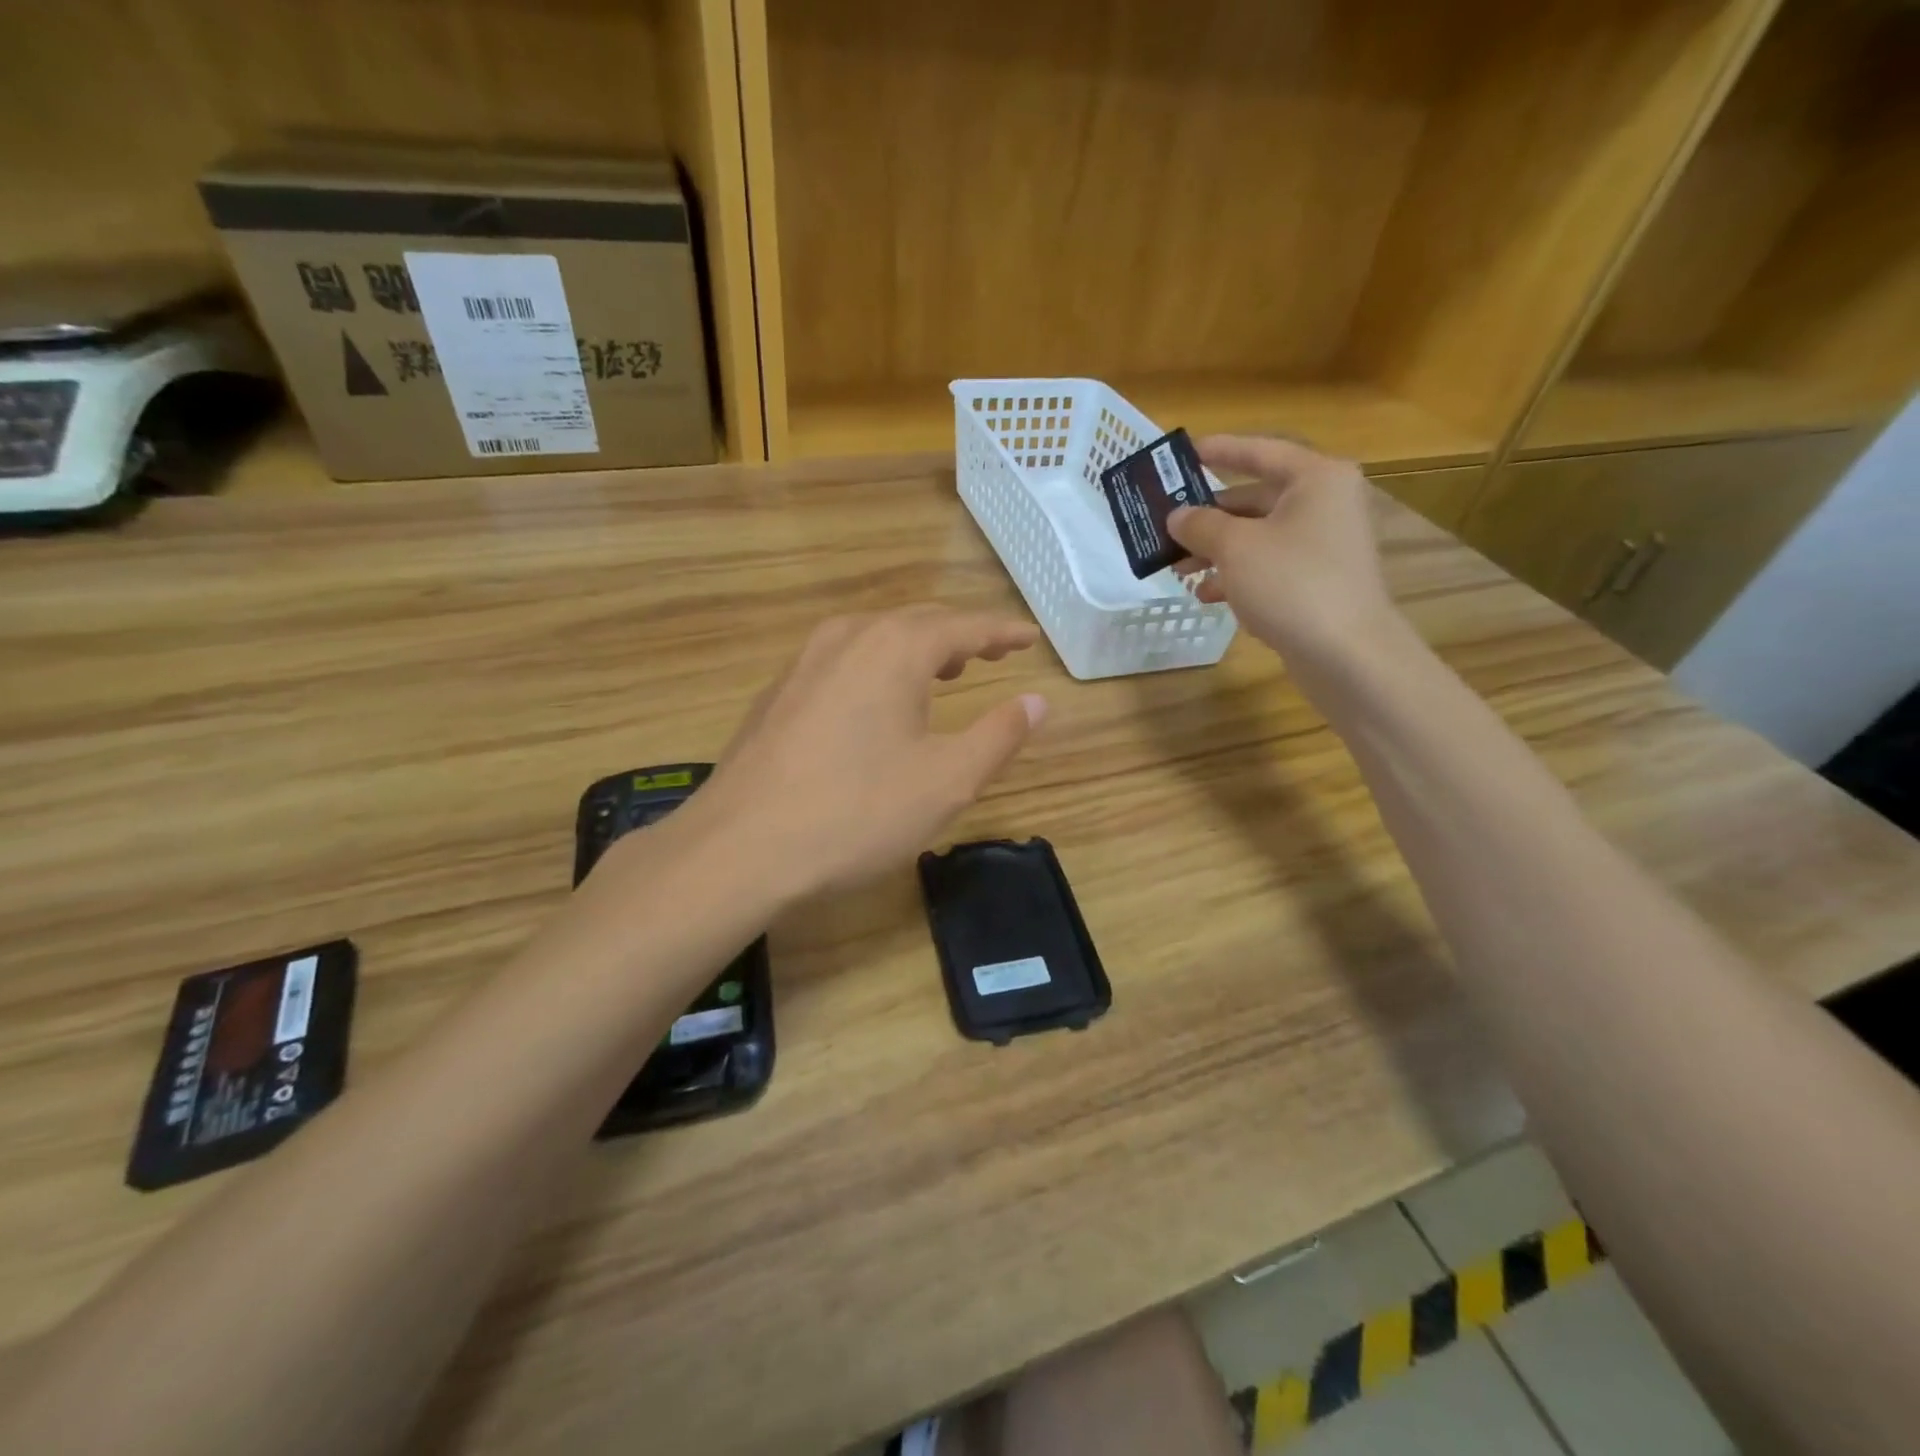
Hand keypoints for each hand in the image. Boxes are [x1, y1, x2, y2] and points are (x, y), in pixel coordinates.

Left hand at [677, 608, 1045, 901]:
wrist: (739, 849)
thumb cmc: (857, 813)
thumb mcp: (947, 781)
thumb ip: (998, 735)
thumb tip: (1037, 701)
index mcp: (896, 648)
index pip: (965, 626)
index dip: (1002, 632)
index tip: (1028, 638)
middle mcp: (848, 637)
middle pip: (917, 622)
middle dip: (960, 636)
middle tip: (991, 655)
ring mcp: (804, 662)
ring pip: (875, 638)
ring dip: (916, 649)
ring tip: (942, 672)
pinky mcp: (778, 693)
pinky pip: (843, 661)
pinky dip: (876, 667)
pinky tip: (876, 701)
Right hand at [1167, 435, 1400, 662]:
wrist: (1346, 653)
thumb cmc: (1291, 583)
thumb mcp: (1235, 547)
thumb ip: (1200, 525)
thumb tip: (1177, 516)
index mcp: (1316, 479)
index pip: (1261, 452)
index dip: (1220, 450)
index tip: (1185, 453)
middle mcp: (1325, 504)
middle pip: (1255, 499)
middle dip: (1209, 517)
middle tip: (1168, 526)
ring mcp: (1324, 546)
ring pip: (1258, 537)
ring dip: (1216, 551)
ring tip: (1179, 570)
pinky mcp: (1318, 582)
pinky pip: (1269, 567)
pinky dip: (1237, 576)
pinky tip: (1207, 595)